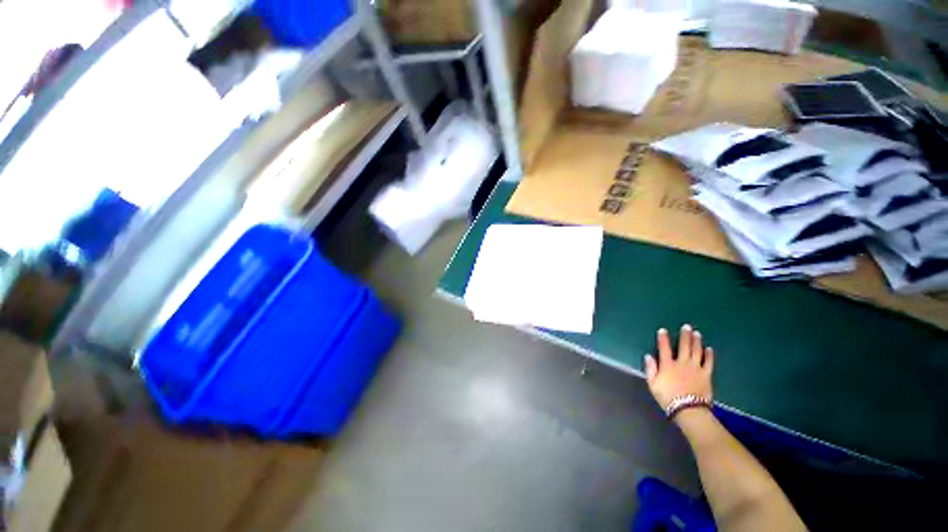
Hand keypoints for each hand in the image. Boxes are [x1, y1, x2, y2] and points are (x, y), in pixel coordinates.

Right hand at [644, 324, 713, 411]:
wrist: (689, 410)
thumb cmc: (668, 397)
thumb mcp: (653, 384)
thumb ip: (650, 369)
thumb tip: (648, 356)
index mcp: (667, 365)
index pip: (664, 348)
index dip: (663, 338)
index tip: (663, 330)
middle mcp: (682, 363)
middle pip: (683, 346)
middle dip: (684, 336)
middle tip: (687, 326)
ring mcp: (695, 368)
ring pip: (696, 351)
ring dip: (696, 341)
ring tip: (696, 333)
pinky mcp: (706, 375)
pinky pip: (708, 362)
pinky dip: (709, 355)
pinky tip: (709, 349)